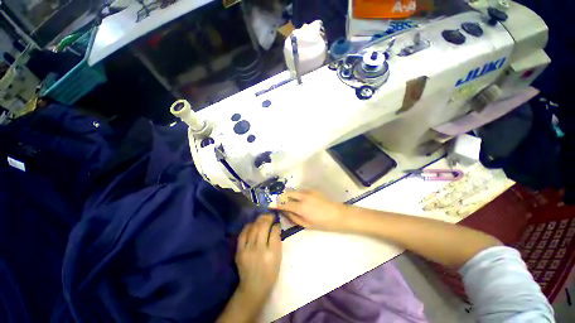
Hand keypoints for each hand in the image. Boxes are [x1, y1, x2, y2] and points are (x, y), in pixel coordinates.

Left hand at [236, 214, 281, 302]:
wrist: (253, 287)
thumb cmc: (270, 272)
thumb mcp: (278, 258)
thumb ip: (277, 241)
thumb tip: (276, 227)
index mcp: (272, 253)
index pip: (274, 232)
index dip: (276, 225)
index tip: (277, 222)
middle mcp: (259, 250)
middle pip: (263, 227)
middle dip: (268, 218)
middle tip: (271, 216)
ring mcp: (247, 250)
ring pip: (253, 228)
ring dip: (259, 220)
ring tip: (263, 217)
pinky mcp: (239, 251)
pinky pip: (243, 234)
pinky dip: (248, 226)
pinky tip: (253, 224)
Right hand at [275, 190, 349, 231]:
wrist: (337, 215)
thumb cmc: (322, 223)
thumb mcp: (306, 224)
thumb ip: (293, 217)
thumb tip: (284, 211)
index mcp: (301, 207)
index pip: (284, 203)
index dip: (276, 204)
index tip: (269, 204)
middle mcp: (302, 196)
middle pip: (287, 193)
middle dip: (281, 196)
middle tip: (278, 202)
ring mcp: (308, 191)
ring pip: (294, 191)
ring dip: (288, 195)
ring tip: (287, 200)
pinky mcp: (312, 190)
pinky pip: (300, 191)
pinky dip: (296, 194)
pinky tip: (298, 199)